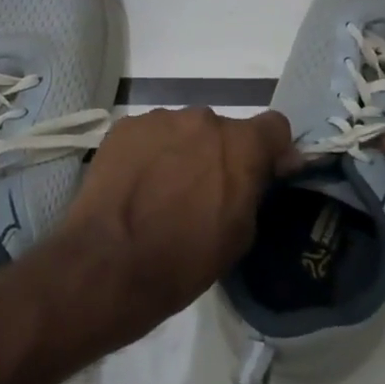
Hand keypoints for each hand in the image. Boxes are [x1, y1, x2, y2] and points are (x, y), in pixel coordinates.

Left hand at [56, 107, 292, 329]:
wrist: (110, 264)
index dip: (272, 150)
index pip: (274, 127)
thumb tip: (262, 171)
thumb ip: (254, 190)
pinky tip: (135, 185)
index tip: (264, 174)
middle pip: (222, 130)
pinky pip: (148, 136)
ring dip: (182, 152)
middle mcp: (202, 119)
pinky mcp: (123, 129)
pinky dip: (148, 154)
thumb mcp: (240, 234)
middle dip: (219, 155)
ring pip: (182, 131)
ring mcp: (158, 120)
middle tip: (203, 191)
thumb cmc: (184, 258)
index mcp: (241, 144)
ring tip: (162, 190)